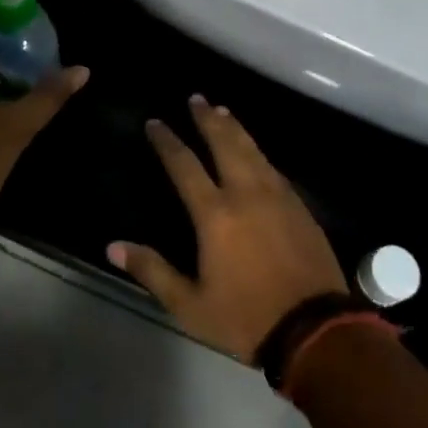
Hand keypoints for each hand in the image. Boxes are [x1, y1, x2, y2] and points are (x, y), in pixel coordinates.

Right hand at [109, 96, 346, 361]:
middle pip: (223, 143)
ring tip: (221, 110)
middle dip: (206, 119)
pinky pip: (272, 166)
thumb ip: (152, 271)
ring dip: (234, 127)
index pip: (184, 165)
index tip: (154, 123)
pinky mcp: (299, 205)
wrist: (315, 329)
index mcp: (215, 214)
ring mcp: (277, 196)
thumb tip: (113, 246)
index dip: (167, 142)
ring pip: (252, 149)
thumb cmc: (246, 318)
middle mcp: (246, 193)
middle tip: (195, 98)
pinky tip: (254, 149)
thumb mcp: (190, 305)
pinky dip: (257, 150)